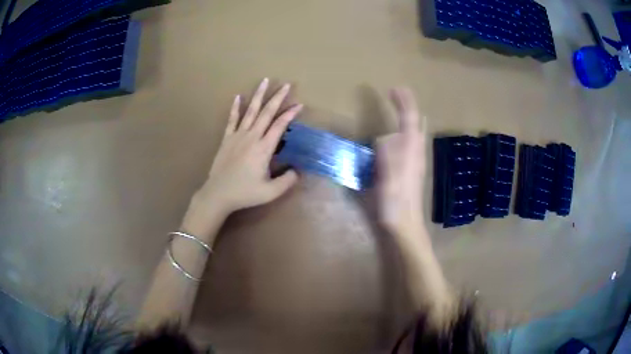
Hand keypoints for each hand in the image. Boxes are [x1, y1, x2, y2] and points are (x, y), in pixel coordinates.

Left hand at [184, 79, 302, 236]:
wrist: (218, 194)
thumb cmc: (245, 193)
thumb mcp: (271, 192)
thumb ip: (287, 181)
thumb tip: (297, 170)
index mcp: (263, 148)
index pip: (280, 126)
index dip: (290, 114)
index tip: (299, 104)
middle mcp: (251, 137)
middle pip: (266, 112)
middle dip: (277, 97)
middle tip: (285, 84)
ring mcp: (237, 135)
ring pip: (250, 111)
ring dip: (258, 95)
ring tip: (264, 81)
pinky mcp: (227, 138)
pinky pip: (232, 119)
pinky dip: (235, 108)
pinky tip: (238, 97)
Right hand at [376, 88, 426, 236]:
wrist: (404, 223)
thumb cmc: (395, 201)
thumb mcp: (389, 174)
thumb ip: (388, 151)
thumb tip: (386, 137)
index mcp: (411, 149)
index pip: (410, 118)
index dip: (404, 102)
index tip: (394, 88)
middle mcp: (416, 151)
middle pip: (416, 123)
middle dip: (408, 107)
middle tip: (398, 94)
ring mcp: (414, 161)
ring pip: (414, 133)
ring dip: (408, 118)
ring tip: (399, 108)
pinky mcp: (410, 170)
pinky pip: (409, 143)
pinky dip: (405, 132)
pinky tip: (398, 137)